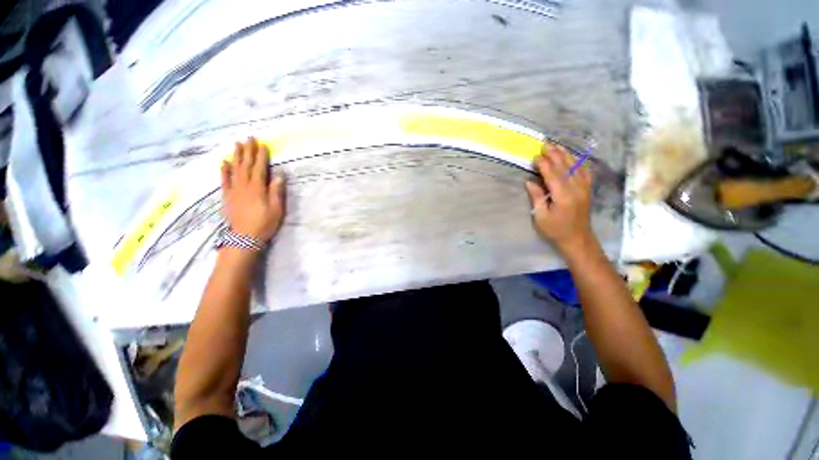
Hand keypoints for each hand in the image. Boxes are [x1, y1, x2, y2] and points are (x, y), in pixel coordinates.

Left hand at [221, 138, 285, 240]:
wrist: (244, 237)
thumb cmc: (264, 223)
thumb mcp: (276, 209)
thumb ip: (276, 192)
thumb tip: (278, 176)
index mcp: (257, 188)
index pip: (259, 168)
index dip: (261, 156)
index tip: (263, 145)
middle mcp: (244, 185)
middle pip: (246, 165)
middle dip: (248, 151)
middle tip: (249, 138)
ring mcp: (234, 190)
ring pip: (234, 169)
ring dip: (236, 156)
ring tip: (237, 144)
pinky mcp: (227, 196)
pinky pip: (224, 180)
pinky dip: (223, 170)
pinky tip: (223, 162)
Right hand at [524, 144, 594, 255]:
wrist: (577, 238)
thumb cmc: (555, 230)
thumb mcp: (541, 216)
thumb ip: (537, 197)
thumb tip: (530, 182)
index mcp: (563, 196)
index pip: (553, 175)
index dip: (544, 164)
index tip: (535, 156)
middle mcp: (576, 189)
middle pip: (565, 167)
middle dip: (554, 154)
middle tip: (545, 144)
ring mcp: (584, 188)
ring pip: (575, 167)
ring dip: (565, 155)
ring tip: (557, 145)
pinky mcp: (587, 189)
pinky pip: (584, 172)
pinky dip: (578, 162)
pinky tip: (573, 157)